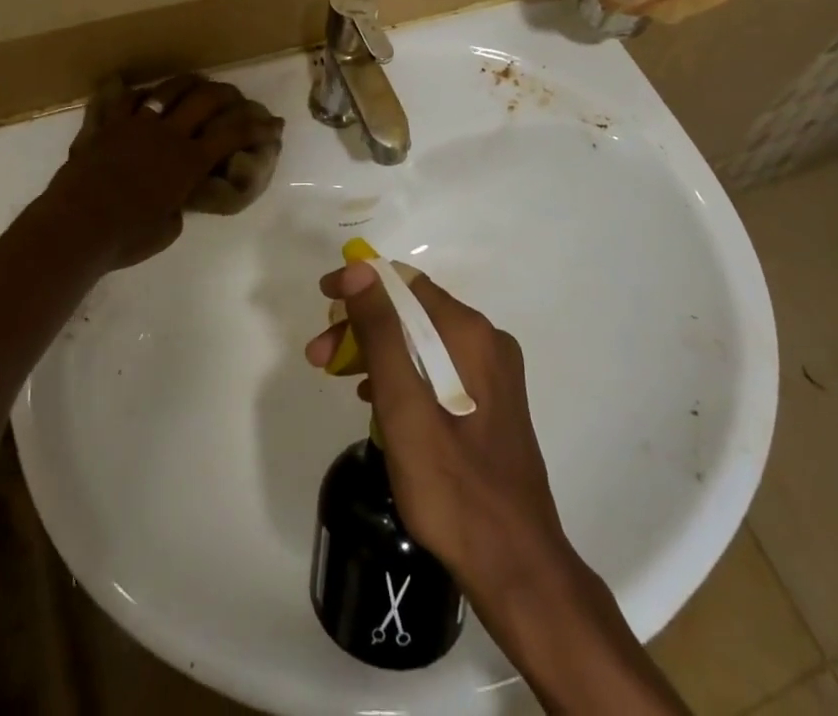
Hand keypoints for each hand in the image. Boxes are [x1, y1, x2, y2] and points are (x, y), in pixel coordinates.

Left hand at [36, 75, 281, 269]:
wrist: (76, 227)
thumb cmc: (127, 237)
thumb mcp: (167, 229)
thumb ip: (176, 207)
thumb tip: (172, 201)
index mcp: (188, 160)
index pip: (233, 134)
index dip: (258, 127)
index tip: (275, 123)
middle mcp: (166, 133)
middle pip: (205, 99)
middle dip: (226, 94)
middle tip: (235, 96)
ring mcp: (133, 124)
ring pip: (166, 90)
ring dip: (186, 83)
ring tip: (195, 82)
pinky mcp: (103, 126)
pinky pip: (117, 99)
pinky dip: (128, 92)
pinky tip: (132, 89)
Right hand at [303, 261, 570, 590]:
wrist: (517, 569)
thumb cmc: (453, 488)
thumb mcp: (404, 407)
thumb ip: (381, 334)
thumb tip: (359, 269)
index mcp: (470, 334)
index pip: (405, 284)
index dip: (360, 285)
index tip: (323, 301)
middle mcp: (487, 341)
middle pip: (413, 313)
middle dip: (363, 326)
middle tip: (319, 357)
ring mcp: (493, 373)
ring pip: (422, 341)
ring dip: (377, 352)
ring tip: (339, 379)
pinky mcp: (490, 401)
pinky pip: (437, 367)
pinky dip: (402, 374)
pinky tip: (376, 401)